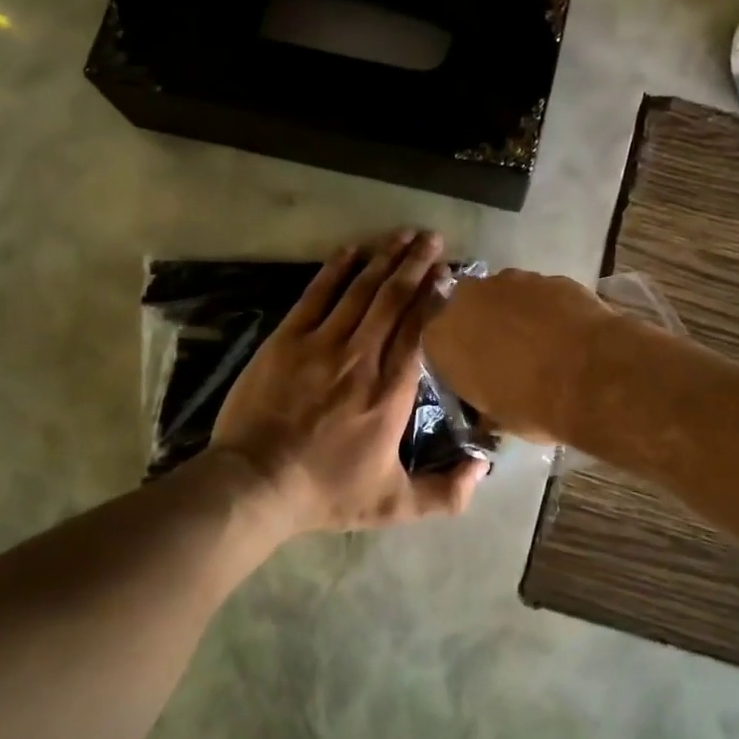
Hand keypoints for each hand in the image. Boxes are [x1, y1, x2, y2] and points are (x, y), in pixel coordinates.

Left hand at [212, 231, 488, 533]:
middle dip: (415, 264)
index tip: (446, 272)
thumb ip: (445, 493)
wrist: (255, 484)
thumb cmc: (326, 492)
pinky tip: (351, 249)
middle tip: (433, 238)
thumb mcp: (393, 505)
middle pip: (394, 299)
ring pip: (361, 290)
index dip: (433, 296)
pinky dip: (335, 270)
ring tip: (403, 234)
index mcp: (391, 391)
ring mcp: (322, 343)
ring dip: (384, 258)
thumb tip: (484, 468)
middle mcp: (362, 357)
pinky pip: (316, 295)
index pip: (418, 330)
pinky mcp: (287, 339)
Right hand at [422, 268, 616, 442]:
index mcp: (441, 337)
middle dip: (483, 325)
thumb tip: (488, 408)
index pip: (437, 341)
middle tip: (505, 352)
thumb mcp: (496, 418)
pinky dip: (547, 308)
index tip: (474, 371)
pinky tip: (565, 330)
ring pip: (504, 295)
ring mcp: (510, 281)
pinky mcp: (548, 276)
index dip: (457, 356)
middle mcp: (467, 299)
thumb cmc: (531, 405)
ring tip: (541, 341)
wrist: (589, 375)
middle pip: (468, 308)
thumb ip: (482, 402)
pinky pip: (540, 293)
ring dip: (515, 313)